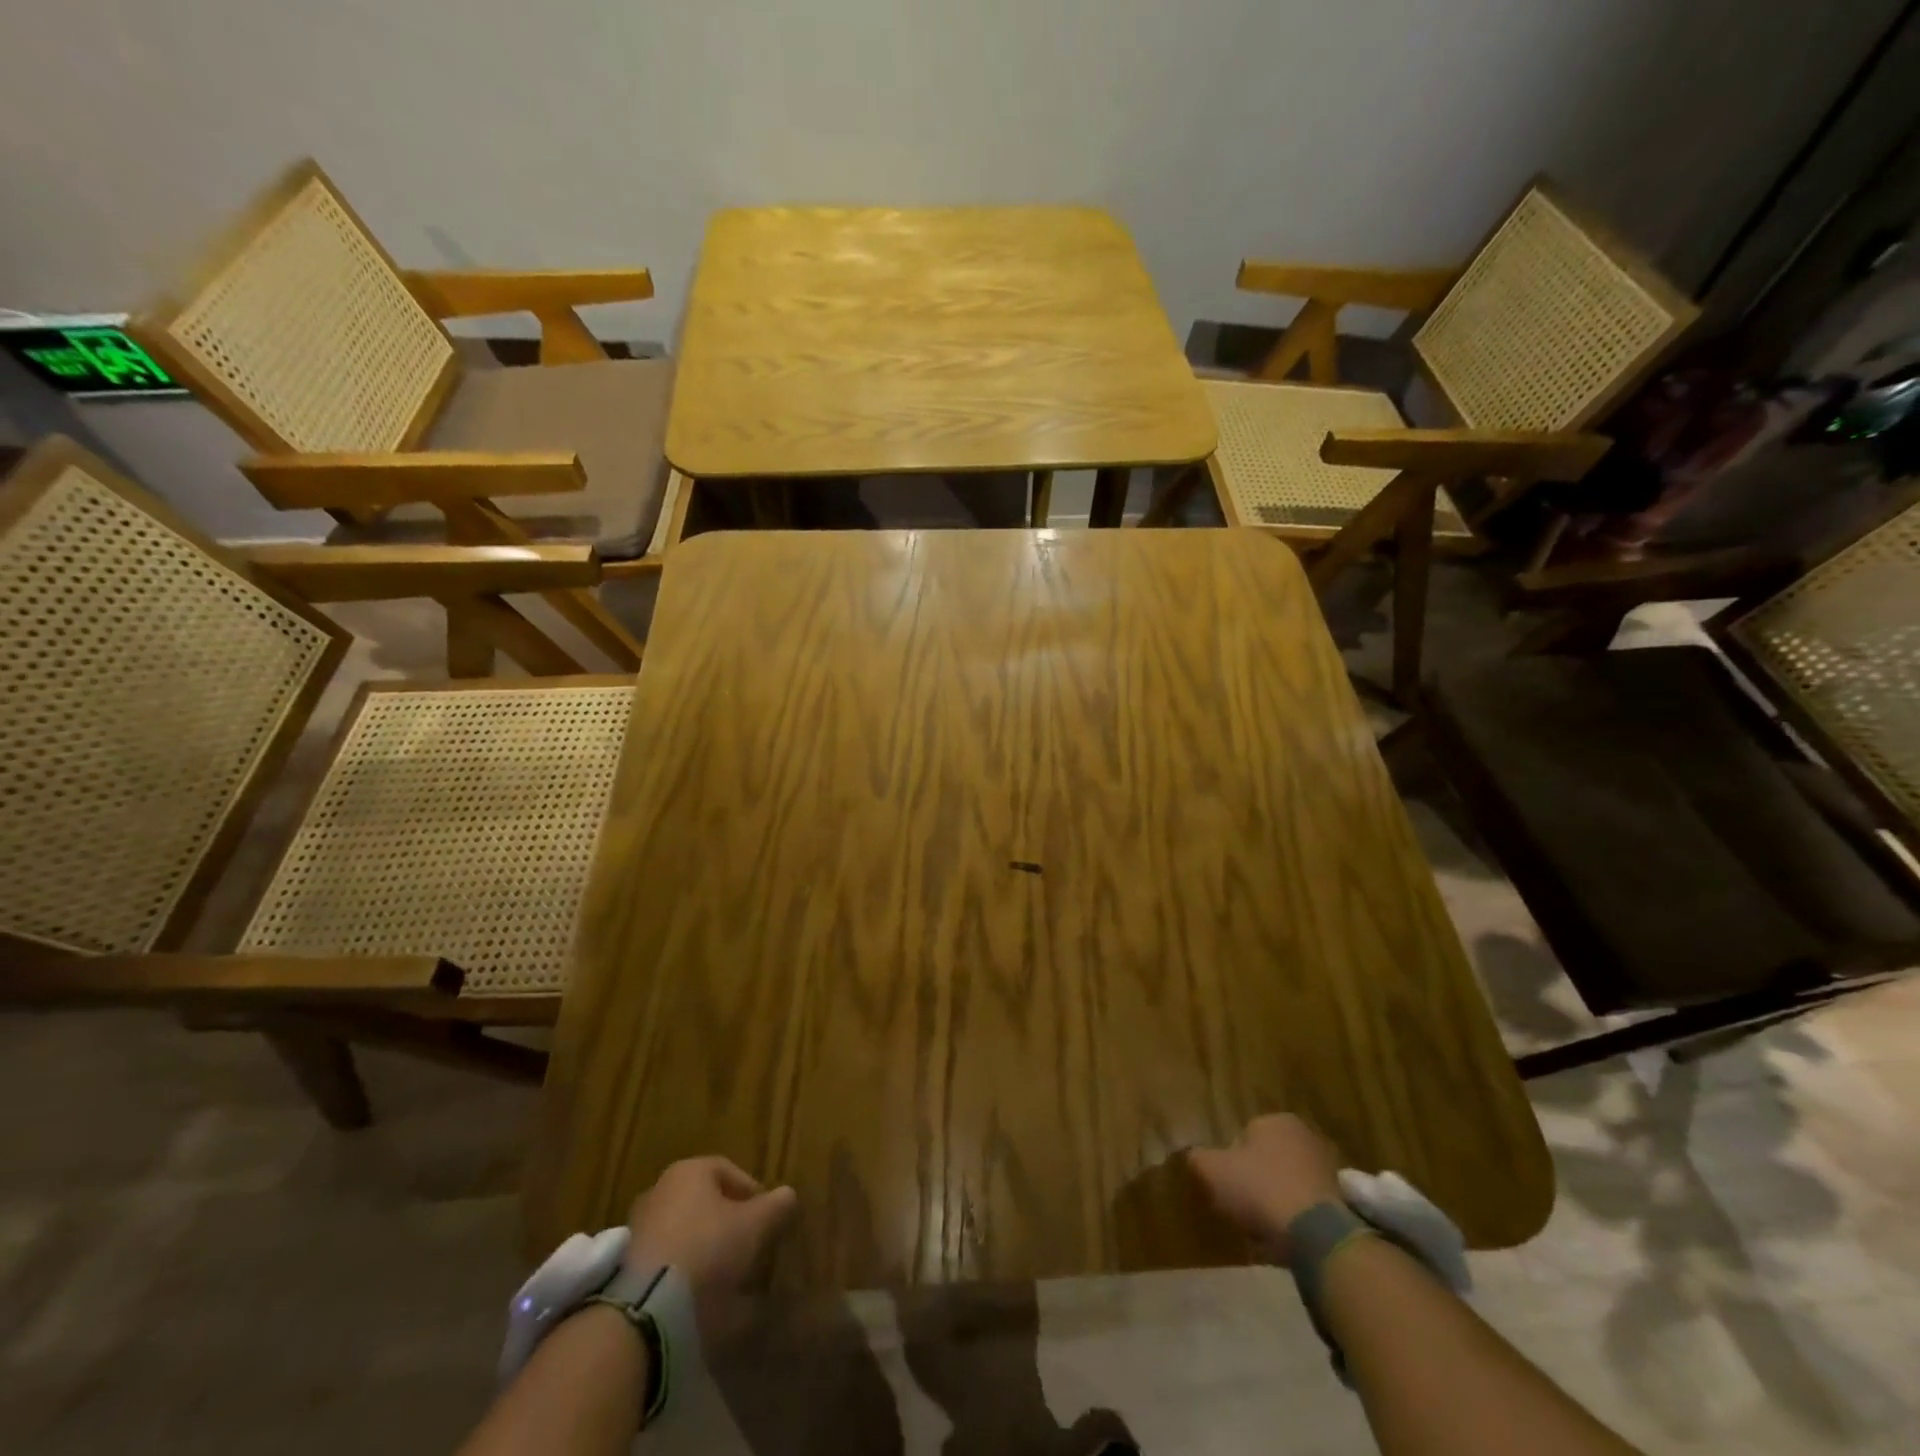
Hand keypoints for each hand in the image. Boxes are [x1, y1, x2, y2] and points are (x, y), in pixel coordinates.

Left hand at [626, 1157, 796, 1318]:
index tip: (768, 1221)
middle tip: (748, 1249)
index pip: (729, 1171)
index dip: (753, 1194)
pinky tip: (700, 1300)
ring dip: (706, 1252)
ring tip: (727, 1281)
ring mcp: (638, 1230)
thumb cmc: (707, 1249)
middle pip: (705, 1203)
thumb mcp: (754, 1225)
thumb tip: (788, 1195)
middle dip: (728, 1224)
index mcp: (689, 1171)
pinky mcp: (624, 1270)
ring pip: (685, 1234)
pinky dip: (684, 1276)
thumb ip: (776, 1206)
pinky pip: (666, 1264)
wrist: (645, 1310)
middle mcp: (660, 1191)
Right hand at [1187, 1114, 1344, 1263]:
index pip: (1243, 1136)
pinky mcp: (1346, 1203)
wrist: (1319, 1235)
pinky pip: (1310, 1209)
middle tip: (1244, 1211)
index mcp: (1275, 1120)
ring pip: (1290, 1185)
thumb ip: (1198, 1158)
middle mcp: (1306, 1136)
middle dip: (1257, 1183)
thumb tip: (1194, 1155)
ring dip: (1278, 1204)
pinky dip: (1299, 1222)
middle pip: (1269, 1161)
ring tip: (1266, 1233)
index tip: (1226, 1189)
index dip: (1231, 1164)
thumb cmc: (1260, 1189)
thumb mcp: (1212, 1170)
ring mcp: (1330, 1169)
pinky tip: (1288, 1242)